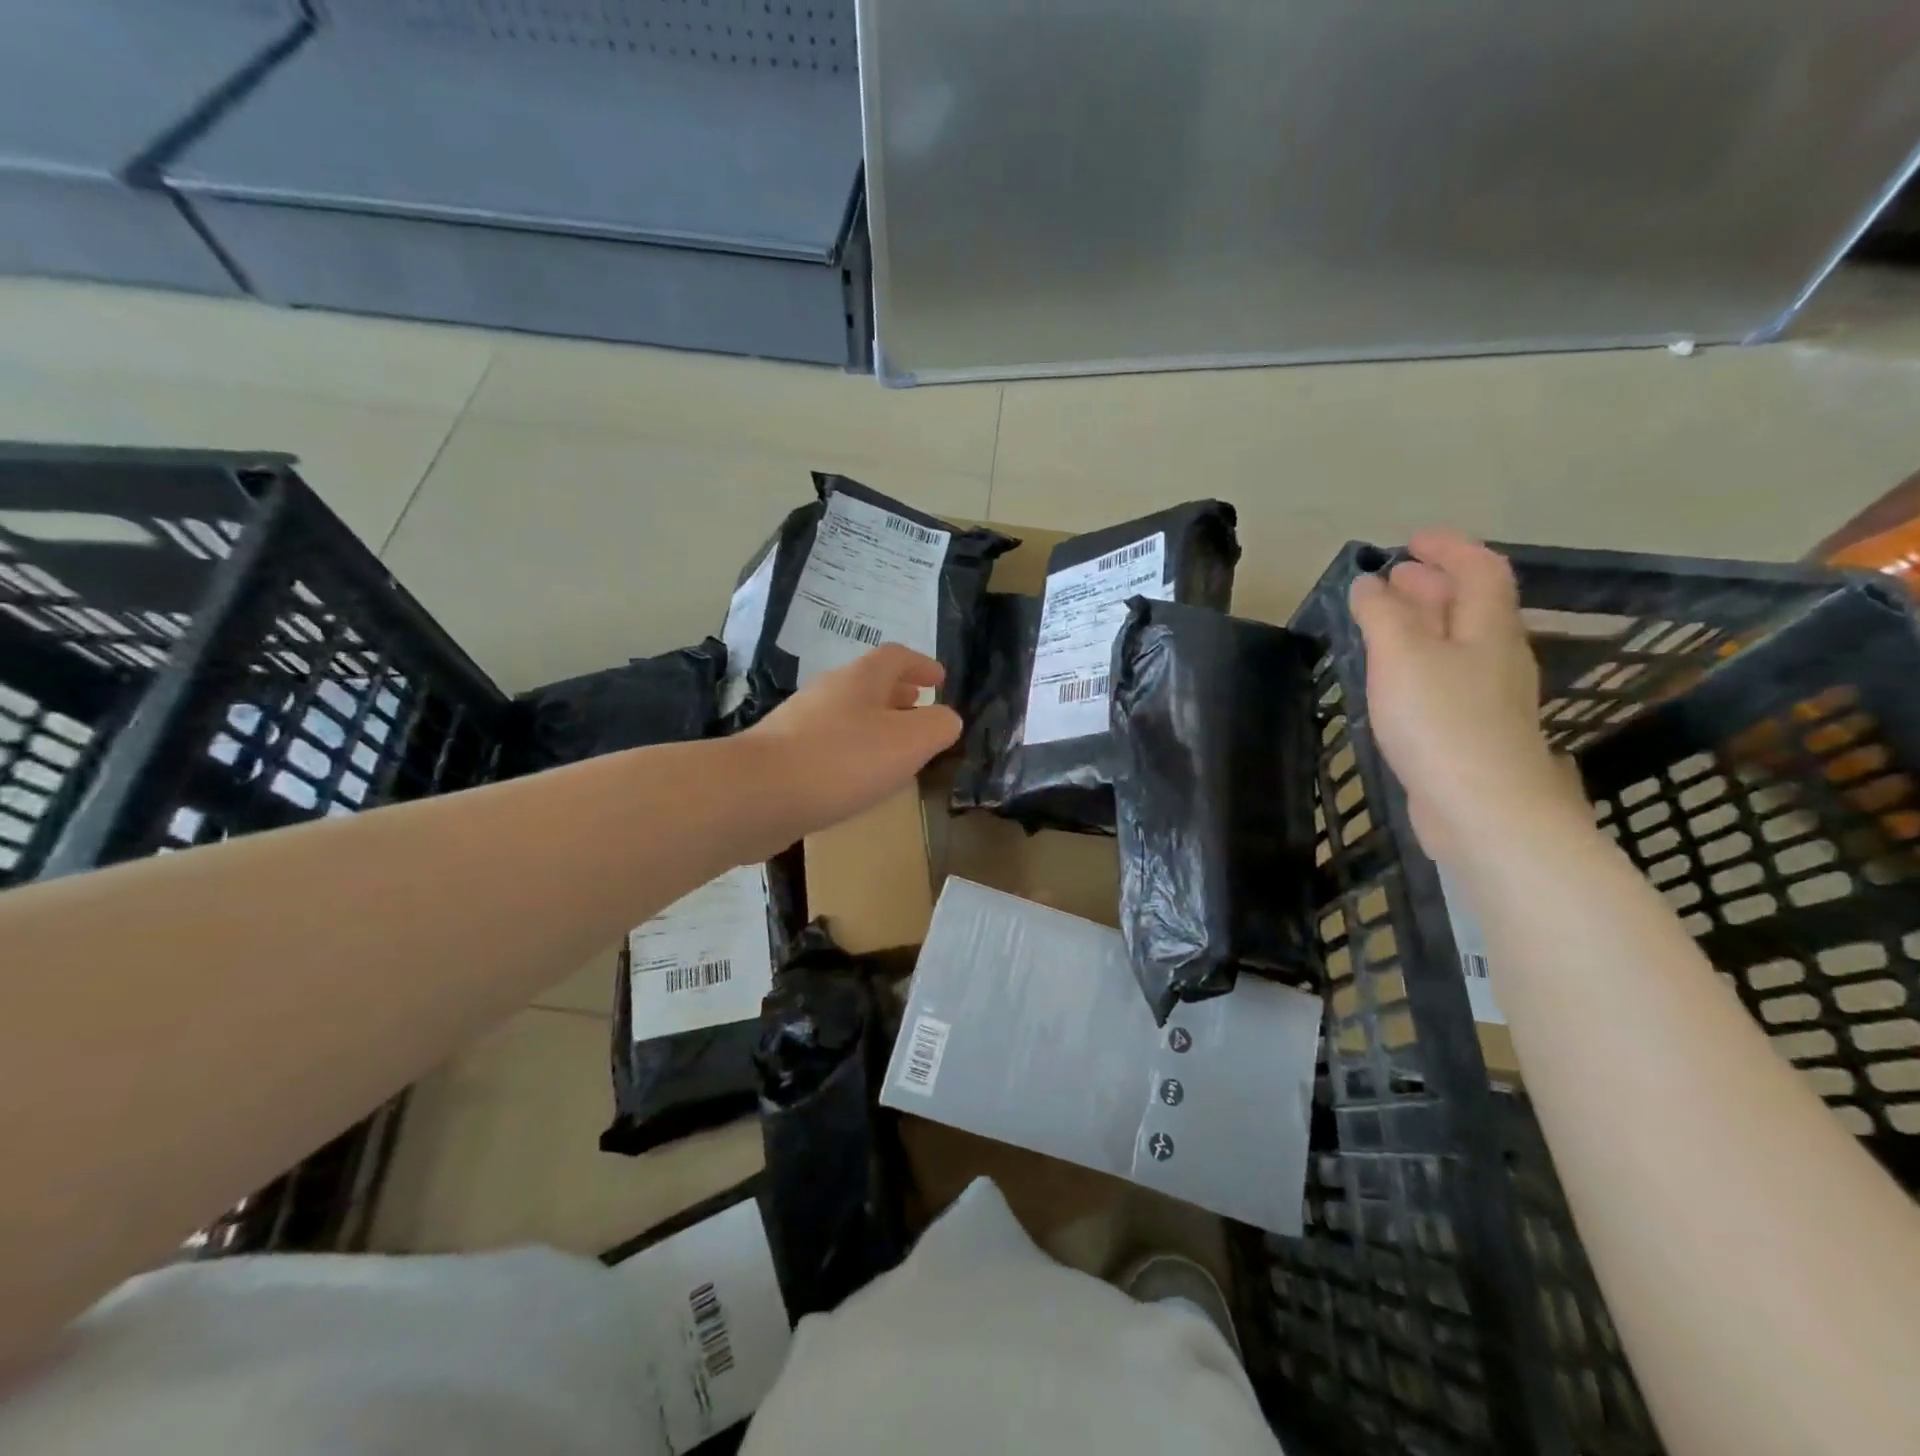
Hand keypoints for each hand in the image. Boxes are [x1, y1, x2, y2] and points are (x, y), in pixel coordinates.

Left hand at [735, 645, 960, 854]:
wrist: (757, 794)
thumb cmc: (841, 761)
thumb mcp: (908, 742)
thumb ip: (937, 727)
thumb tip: (947, 719)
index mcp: (860, 679)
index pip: (896, 657)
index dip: (921, 665)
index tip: (940, 681)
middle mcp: (827, 691)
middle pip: (868, 683)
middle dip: (897, 695)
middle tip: (918, 709)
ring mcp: (798, 722)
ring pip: (846, 714)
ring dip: (874, 724)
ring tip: (892, 747)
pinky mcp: (781, 755)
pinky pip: (827, 743)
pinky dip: (850, 751)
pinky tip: (855, 779)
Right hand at [1347, 531, 1572, 860]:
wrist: (1482, 808)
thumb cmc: (1441, 721)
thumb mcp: (1402, 656)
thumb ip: (1383, 614)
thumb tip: (1368, 583)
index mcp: (1488, 629)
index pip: (1481, 571)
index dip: (1450, 548)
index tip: (1411, 541)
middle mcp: (1496, 655)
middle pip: (1472, 605)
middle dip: (1434, 583)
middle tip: (1393, 576)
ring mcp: (1487, 695)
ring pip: (1458, 641)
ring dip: (1425, 621)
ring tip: (1385, 619)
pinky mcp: (1472, 729)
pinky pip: (1447, 675)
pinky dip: (1420, 658)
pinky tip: (1394, 675)